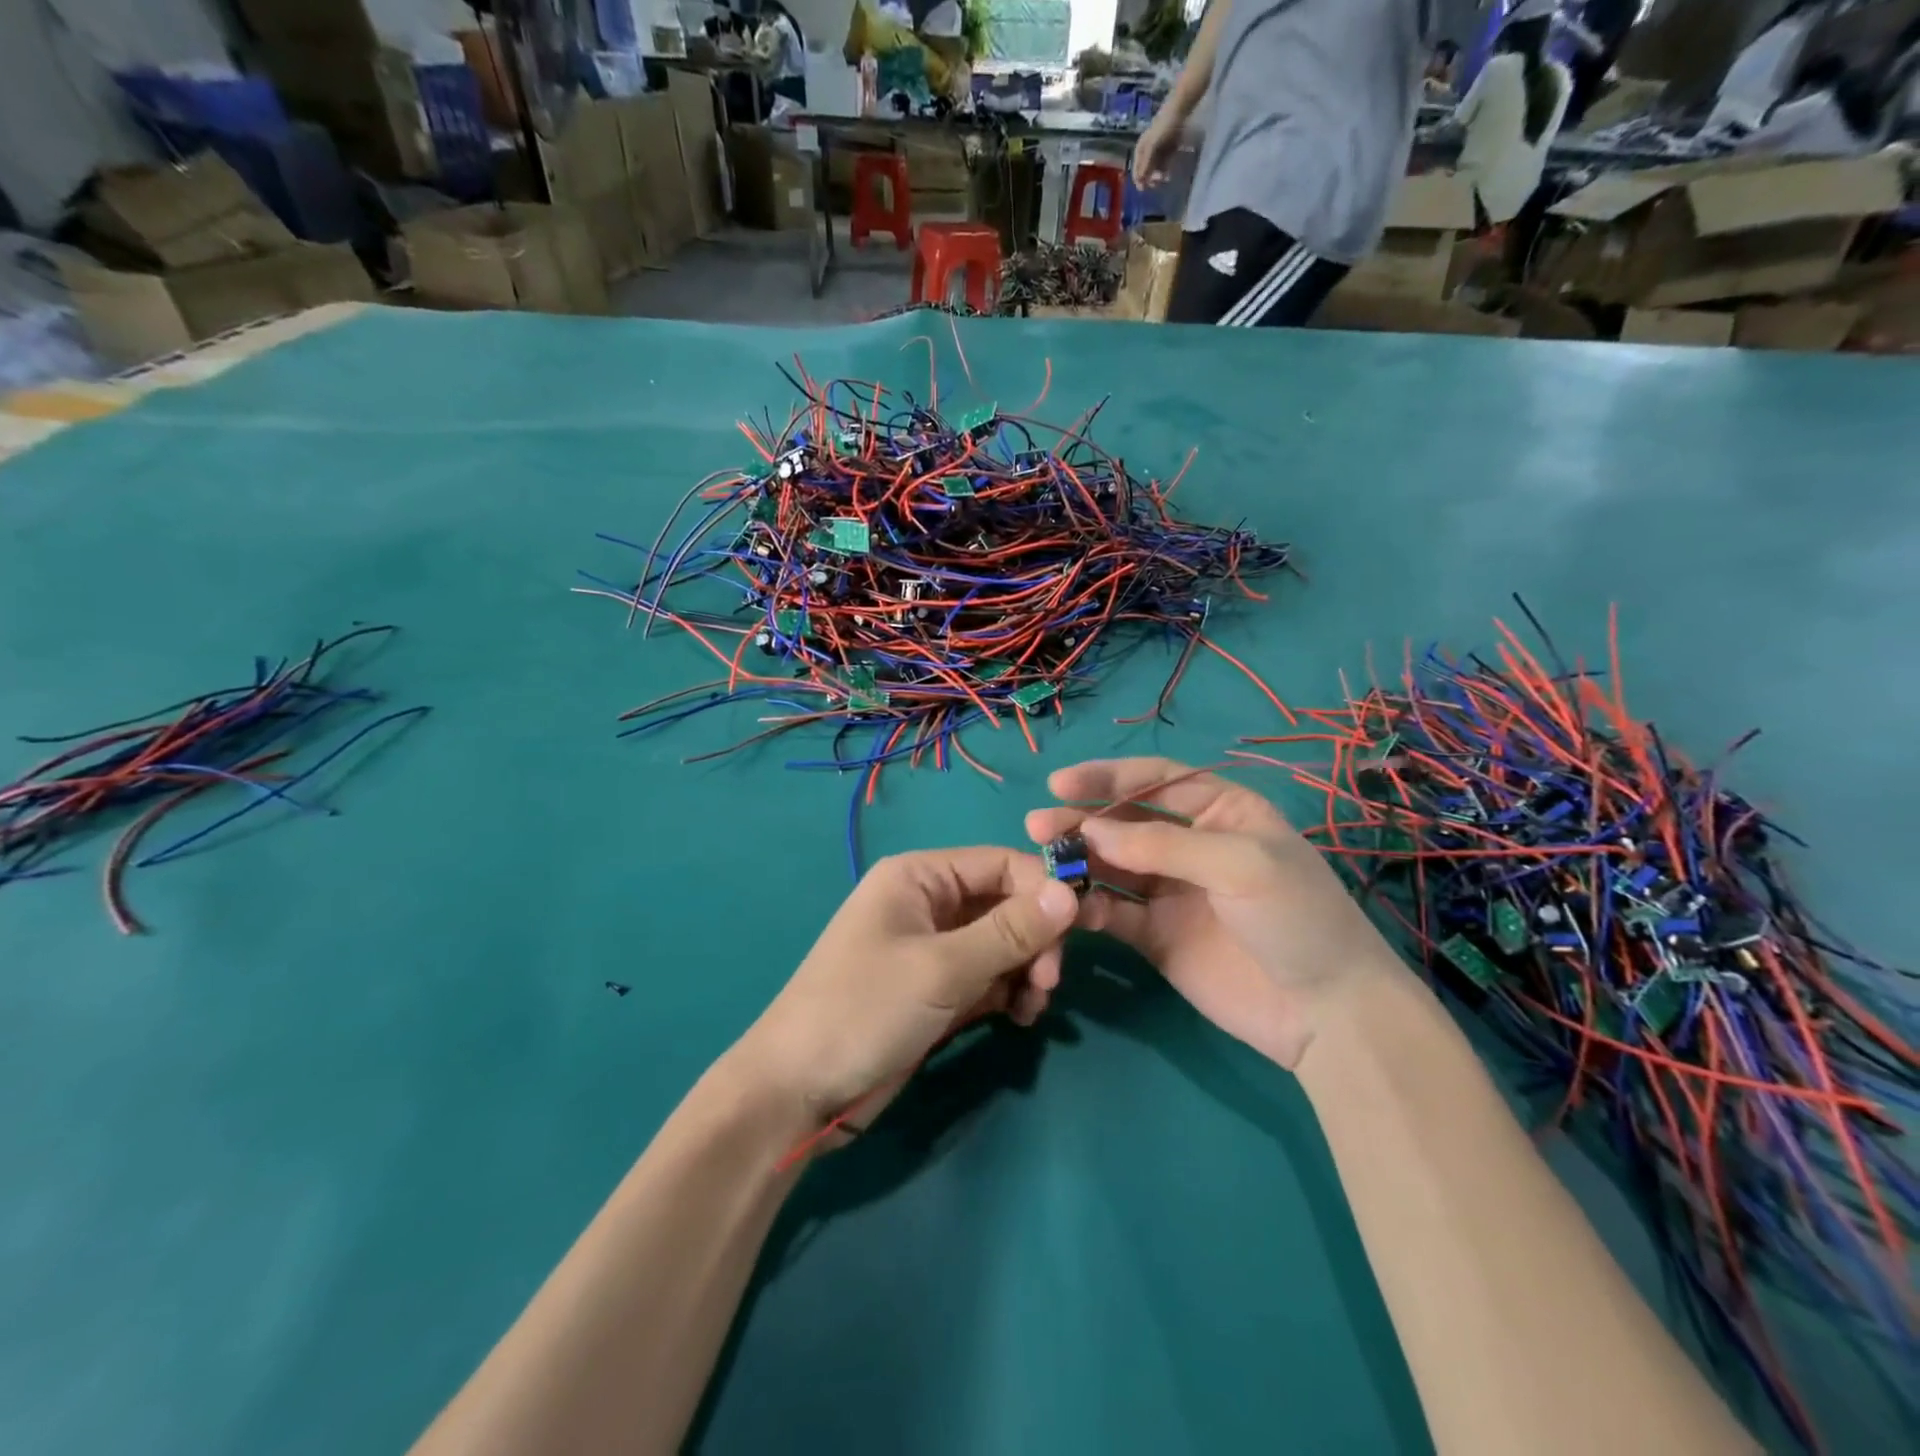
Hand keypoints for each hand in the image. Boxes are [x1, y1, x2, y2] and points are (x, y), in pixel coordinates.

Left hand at [736, 847, 1077, 1130]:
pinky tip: (1020, 1018)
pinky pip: (988, 979)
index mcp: (920, 876)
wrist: (798, 1092)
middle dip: (1035, 939)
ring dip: (1027, 970)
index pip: (999, 864)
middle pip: (1005, 904)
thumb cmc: (864, 1009)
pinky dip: (1009, 993)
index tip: (1082, 927)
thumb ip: (1010, 931)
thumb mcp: (942, 968)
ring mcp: (933, 950)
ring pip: (1002, 945)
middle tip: (1050, 982)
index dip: (1043, 889)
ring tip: (1034, 1006)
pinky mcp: (936, 992)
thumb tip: (1070, 892)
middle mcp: (928, 904)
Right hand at [1026, 759, 1405, 1068]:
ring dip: (1078, 861)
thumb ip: (1162, 845)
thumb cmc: (1296, 917)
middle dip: (1082, 820)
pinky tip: (1066, 906)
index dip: (1108, 777)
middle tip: (1038, 826)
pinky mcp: (1156, 936)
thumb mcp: (1240, 864)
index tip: (1060, 783)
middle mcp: (1191, 845)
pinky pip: (1114, 913)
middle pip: (1125, 822)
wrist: (1329, 1012)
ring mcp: (1171, 892)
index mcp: (1222, 811)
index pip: (1156, 780)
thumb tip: (1089, 832)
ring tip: (1041, 861)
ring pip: (1112, 866)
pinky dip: (1088, 908)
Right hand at [1132, 113, 1182, 187]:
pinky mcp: (1166, 154)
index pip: (1136, 172)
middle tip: (1159, 179)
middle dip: (1151, 179)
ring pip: (1155, 172)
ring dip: (1159, 177)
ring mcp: (1157, 155)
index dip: (1140, 181)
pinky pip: (1164, 167)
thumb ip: (1146, 164)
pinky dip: (1165, 171)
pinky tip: (1168, 174)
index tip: (1145, 188)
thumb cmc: (1163, 127)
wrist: (1179, 113)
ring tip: (1165, 177)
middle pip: (1146, 174)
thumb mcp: (1152, 146)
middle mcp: (1146, 155)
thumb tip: (1139, 181)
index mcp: (1140, 152)